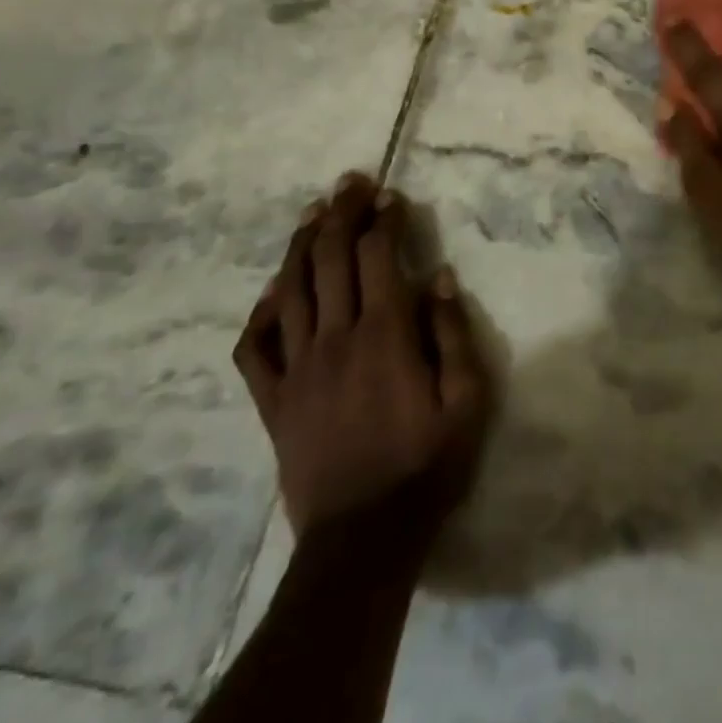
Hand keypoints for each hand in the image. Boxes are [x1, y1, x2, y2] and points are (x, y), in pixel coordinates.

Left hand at [233, 174, 493, 544]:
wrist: (363, 539)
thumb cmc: (426, 465)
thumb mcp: (467, 401)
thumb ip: (452, 334)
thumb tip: (438, 277)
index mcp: (384, 335)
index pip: (378, 258)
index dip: (383, 220)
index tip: (390, 195)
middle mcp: (335, 339)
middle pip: (331, 260)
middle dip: (341, 214)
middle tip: (350, 182)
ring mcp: (297, 370)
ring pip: (291, 291)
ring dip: (301, 246)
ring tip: (313, 213)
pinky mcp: (273, 401)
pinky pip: (255, 348)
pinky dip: (261, 312)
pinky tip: (274, 292)